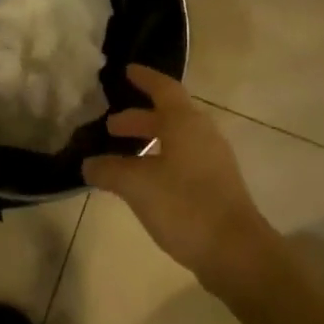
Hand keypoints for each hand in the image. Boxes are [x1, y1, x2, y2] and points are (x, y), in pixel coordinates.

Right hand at [83, 65, 278, 297]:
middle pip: (168, 116)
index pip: (164, 89)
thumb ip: (110, 170)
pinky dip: (160, 161)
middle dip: (138, 118)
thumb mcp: (137, 185)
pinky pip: (183, 161)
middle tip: (110, 126)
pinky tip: (143, 183)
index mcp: (186, 123)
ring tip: (122, 156)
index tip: (126, 71)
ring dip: (149, 142)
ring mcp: (213, 162)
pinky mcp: (216, 186)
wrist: (236, 252)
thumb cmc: (185, 206)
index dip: (144, 79)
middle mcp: (202, 135)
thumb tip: (88, 164)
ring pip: (176, 140)